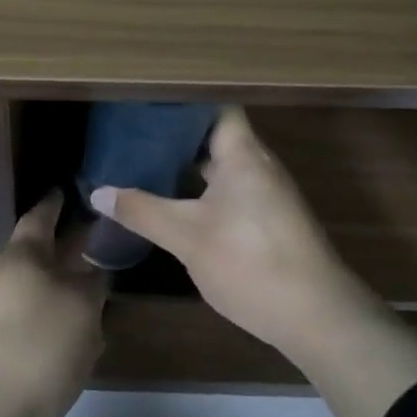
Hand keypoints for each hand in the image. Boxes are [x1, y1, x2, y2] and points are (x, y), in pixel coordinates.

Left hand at [0, 191, 104, 416]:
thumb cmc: (35, 347)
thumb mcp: (80, 305)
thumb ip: (93, 283)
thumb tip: (94, 271)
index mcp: (21, 259)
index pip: (39, 218)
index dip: (55, 203)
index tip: (70, 187)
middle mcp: (8, 286)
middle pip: (42, 260)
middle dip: (71, 251)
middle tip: (107, 242)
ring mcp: (5, 326)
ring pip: (46, 300)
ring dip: (73, 297)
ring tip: (109, 295)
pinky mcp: (9, 364)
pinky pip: (44, 337)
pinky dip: (67, 335)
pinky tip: (90, 348)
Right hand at [89, 107, 365, 368]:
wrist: (318, 318)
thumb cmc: (251, 262)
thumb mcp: (187, 237)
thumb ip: (142, 211)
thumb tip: (98, 193)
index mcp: (243, 153)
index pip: (214, 105)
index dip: (181, 99)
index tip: (145, 98)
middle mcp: (258, 164)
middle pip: (214, 133)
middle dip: (175, 132)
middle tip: (131, 129)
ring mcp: (266, 193)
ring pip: (221, 163)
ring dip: (187, 162)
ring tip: (143, 158)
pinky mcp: (268, 219)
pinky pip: (228, 187)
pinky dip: (200, 186)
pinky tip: (172, 199)